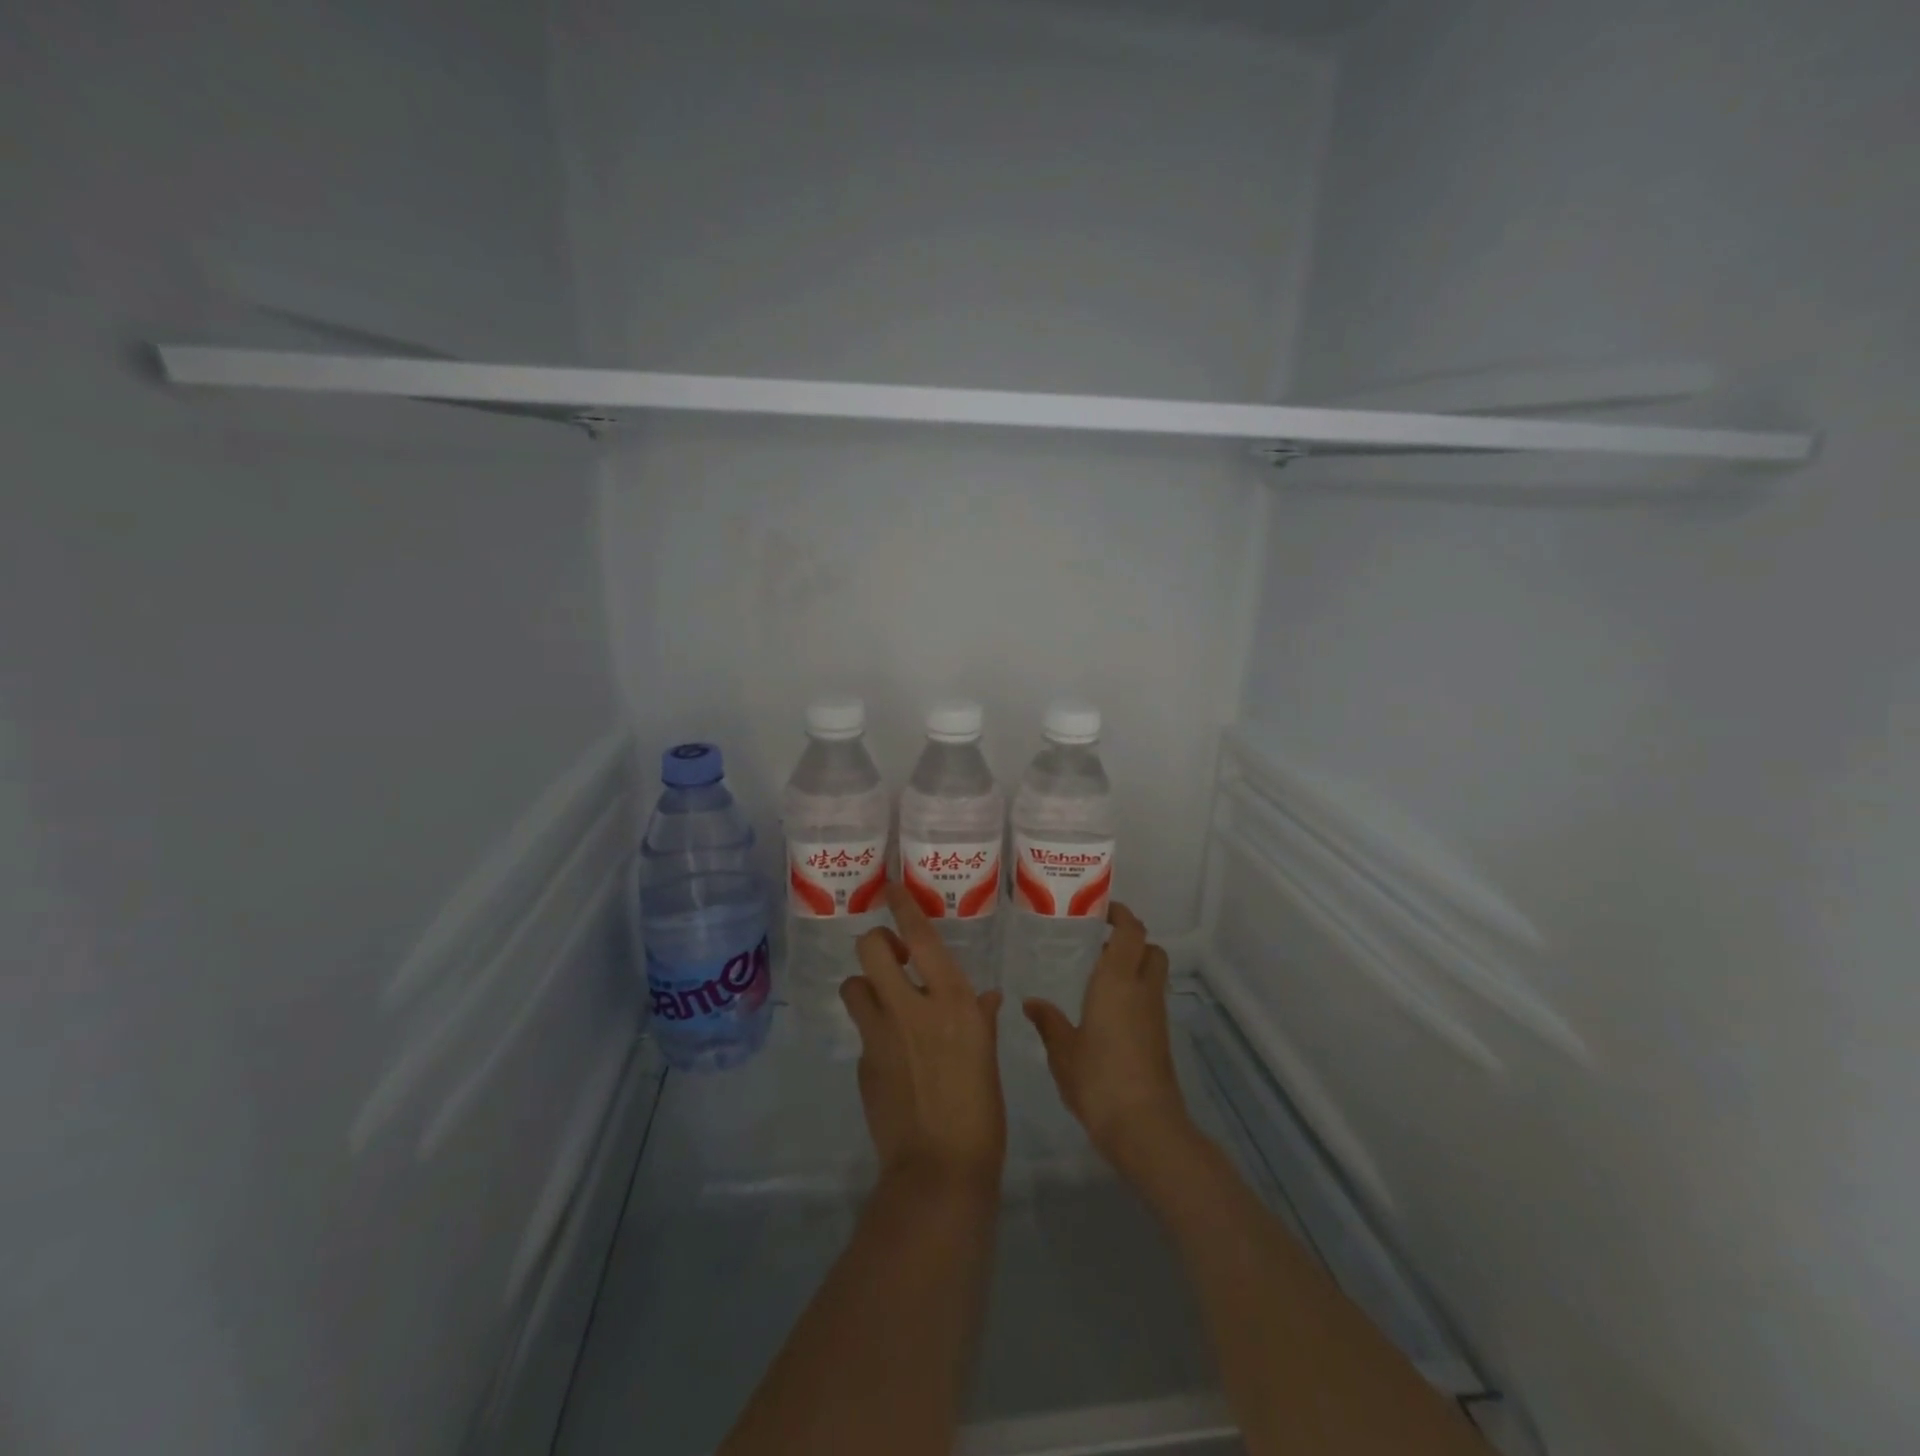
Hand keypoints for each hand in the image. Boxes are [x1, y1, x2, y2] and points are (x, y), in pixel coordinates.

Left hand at [842, 884, 1005, 1189]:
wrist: (940, 1169)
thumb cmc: (981, 1111)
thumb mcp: (988, 1057)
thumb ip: (980, 1020)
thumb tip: (984, 998)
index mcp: (951, 1002)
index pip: (921, 937)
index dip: (903, 906)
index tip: (891, 885)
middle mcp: (911, 1007)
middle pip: (872, 949)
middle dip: (877, 943)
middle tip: (894, 957)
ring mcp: (880, 1034)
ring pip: (854, 985)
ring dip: (866, 986)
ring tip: (885, 1001)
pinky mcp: (863, 1062)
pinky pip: (862, 1030)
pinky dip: (874, 1030)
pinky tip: (893, 1054)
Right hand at [1023, 903, 1192, 1175]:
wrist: (1144, 1126)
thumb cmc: (1098, 1079)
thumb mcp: (1062, 1051)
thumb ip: (1048, 1022)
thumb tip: (1031, 1003)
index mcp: (1117, 981)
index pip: (1131, 933)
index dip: (1122, 916)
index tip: (1103, 910)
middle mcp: (1142, 991)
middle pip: (1150, 949)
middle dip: (1132, 939)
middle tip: (1100, 942)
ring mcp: (1155, 1016)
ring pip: (1153, 974)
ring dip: (1134, 966)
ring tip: (1098, 974)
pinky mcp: (1160, 1038)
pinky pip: (1150, 999)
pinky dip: (1135, 991)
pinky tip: (1107, 1009)